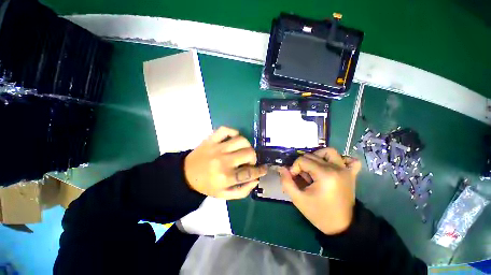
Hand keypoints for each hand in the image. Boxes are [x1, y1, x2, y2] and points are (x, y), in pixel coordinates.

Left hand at [184, 126, 266, 199]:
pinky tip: (234, 138)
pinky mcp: (211, 139)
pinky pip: (225, 130)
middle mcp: (223, 161)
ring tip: (243, 150)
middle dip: (253, 158)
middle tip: (249, 161)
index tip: (264, 169)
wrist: (185, 175)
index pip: (250, 172)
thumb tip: (256, 180)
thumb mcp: (224, 195)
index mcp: (226, 177)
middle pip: (248, 153)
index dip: (260, 171)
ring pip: (241, 140)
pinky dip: (233, 132)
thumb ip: (242, 191)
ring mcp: (217, 148)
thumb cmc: (207, 185)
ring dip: (247, 145)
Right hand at [278, 148, 360, 234]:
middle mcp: (336, 168)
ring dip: (318, 156)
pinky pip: (351, 160)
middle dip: (303, 164)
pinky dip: (341, 160)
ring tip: (313, 167)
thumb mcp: (298, 199)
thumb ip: (287, 182)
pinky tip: (333, 166)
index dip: (294, 168)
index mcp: (324, 174)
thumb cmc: (319, 213)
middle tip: (302, 177)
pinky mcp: (351, 174)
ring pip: (329, 152)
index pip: (302, 160)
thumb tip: (282, 168)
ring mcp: (346, 170)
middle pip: (312, 155)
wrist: (341, 227)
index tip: (293, 178)